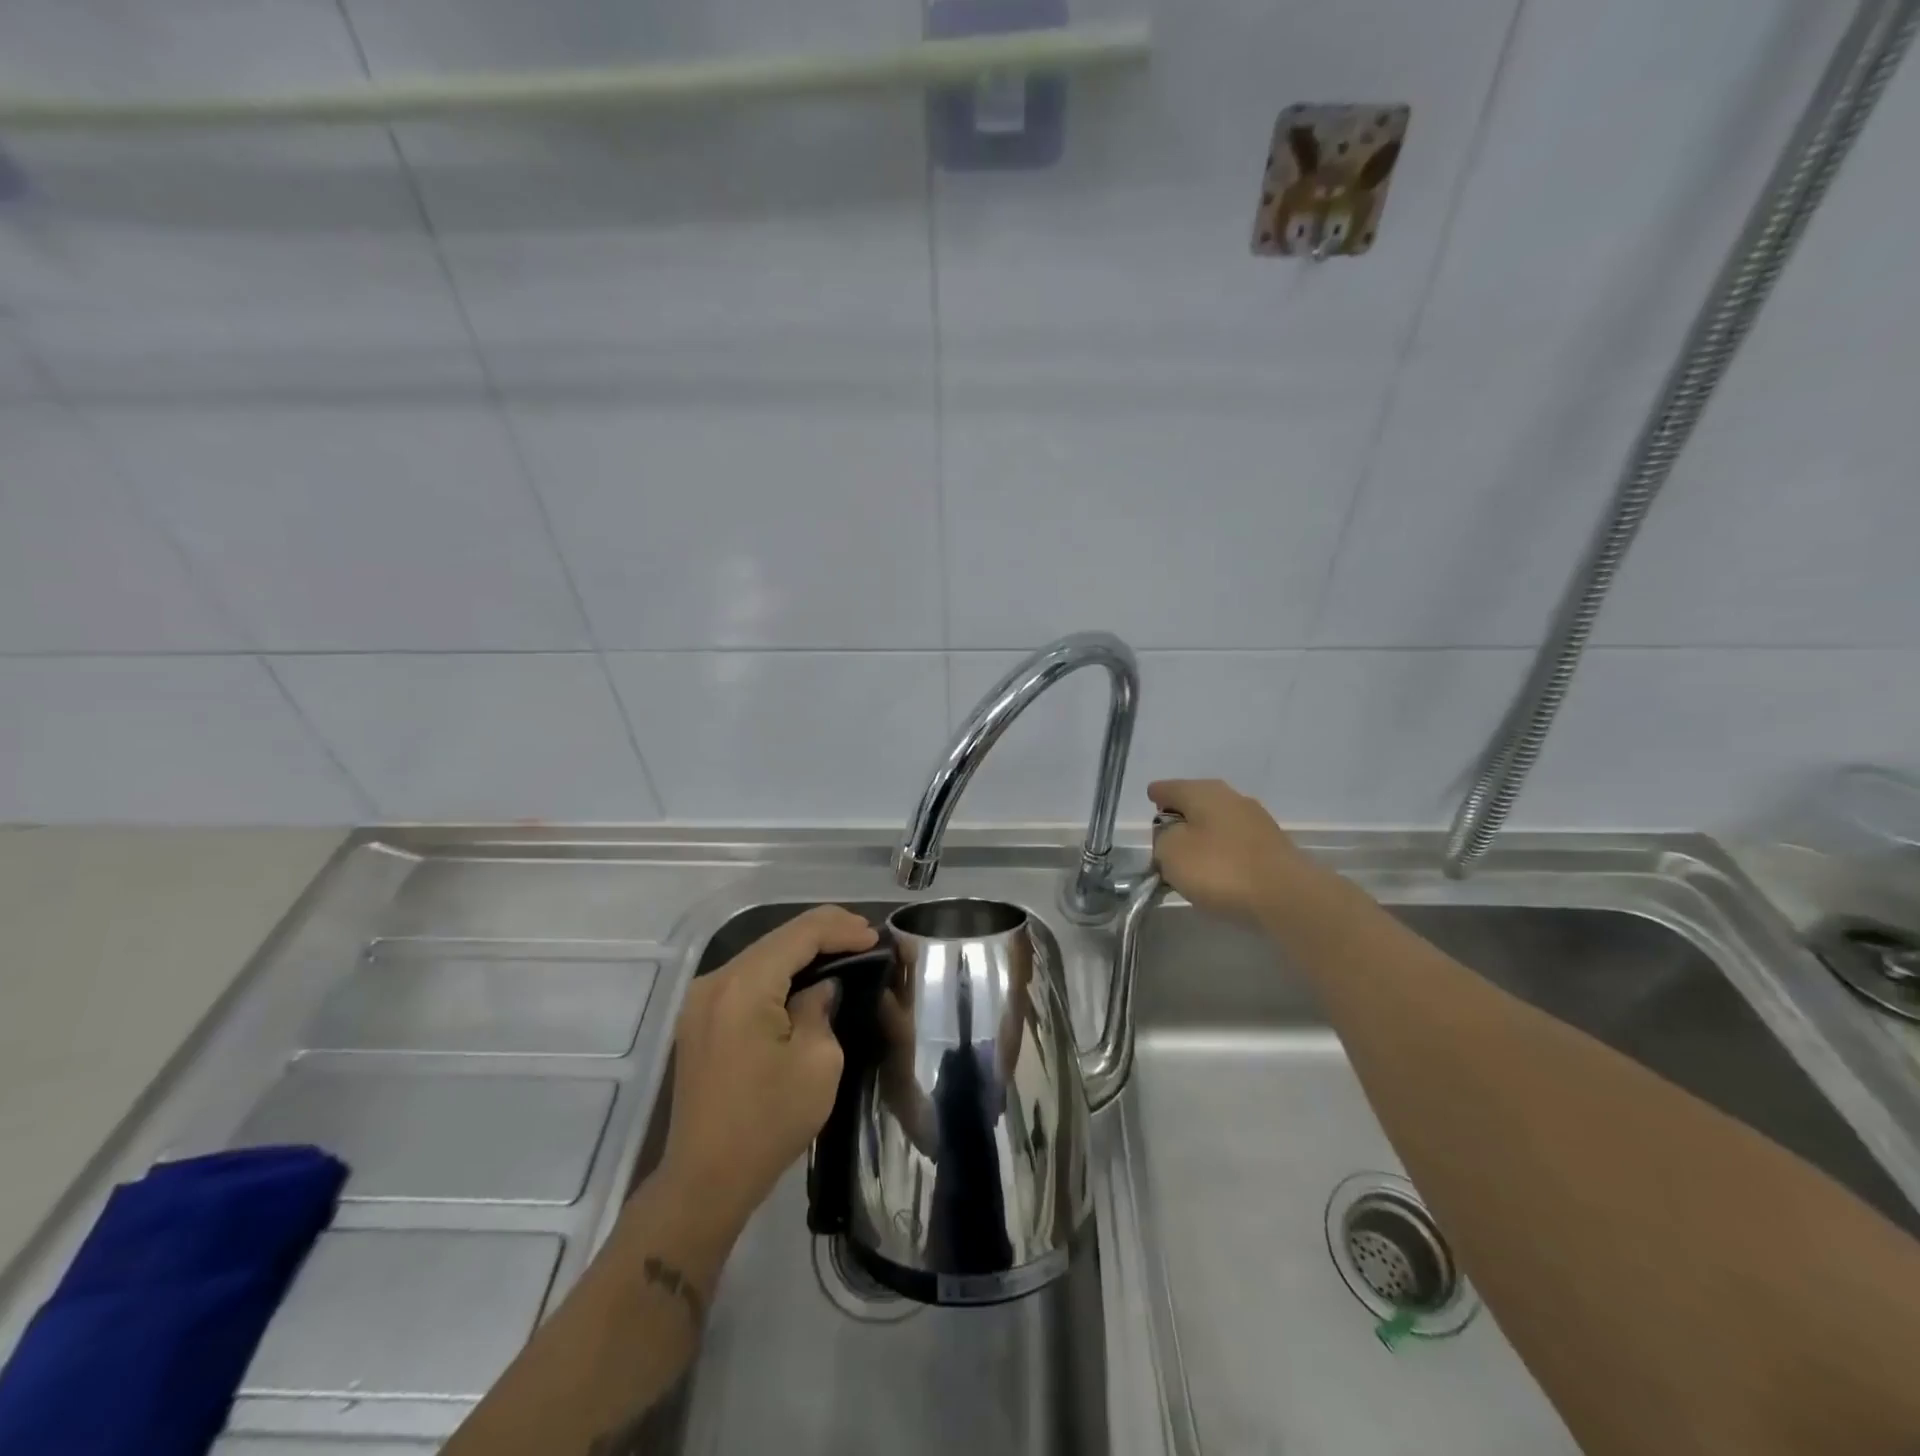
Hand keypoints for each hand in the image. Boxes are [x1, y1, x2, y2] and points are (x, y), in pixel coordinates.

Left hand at [659, 905, 877, 1231]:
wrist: (705, 1180)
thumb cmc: (769, 1121)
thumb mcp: (817, 1062)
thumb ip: (821, 1008)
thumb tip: (820, 989)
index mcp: (744, 986)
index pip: (800, 935)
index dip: (841, 929)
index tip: (875, 936)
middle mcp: (716, 981)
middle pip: (777, 938)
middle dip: (824, 933)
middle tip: (865, 937)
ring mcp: (702, 999)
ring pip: (762, 955)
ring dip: (802, 950)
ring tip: (844, 949)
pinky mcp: (700, 1019)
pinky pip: (748, 978)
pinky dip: (780, 971)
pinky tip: (806, 977)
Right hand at [1148, 779, 1309, 925]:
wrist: (1287, 897)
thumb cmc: (1220, 869)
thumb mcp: (1171, 853)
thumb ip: (1162, 838)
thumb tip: (1173, 836)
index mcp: (1203, 792)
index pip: (1170, 788)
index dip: (1157, 795)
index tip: (1150, 801)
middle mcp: (1231, 797)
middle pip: (1196, 801)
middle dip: (1180, 815)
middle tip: (1165, 835)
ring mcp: (1256, 820)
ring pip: (1217, 822)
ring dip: (1202, 834)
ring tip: (1189, 858)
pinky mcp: (1271, 847)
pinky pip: (1235, 842)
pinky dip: (1222, 851)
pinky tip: (1217, 869)